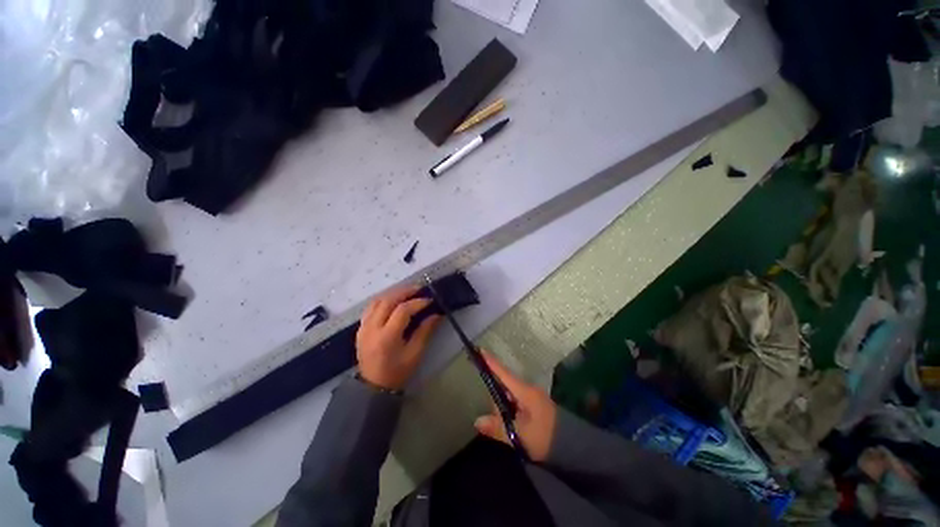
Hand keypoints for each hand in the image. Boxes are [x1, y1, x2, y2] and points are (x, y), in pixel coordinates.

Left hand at [356, 286, 440, 389]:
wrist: (373, 386)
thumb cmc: (397, 372)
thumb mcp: (415, 353)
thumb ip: (425, 331)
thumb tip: (437, 314)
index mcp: (387, 337)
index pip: (402, 311)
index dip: (417, 302)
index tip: (430, 300)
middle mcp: (372, 328)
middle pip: (387, 300)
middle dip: (405, 291)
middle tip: (419, 288)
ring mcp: (364, 327)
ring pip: (377, 300)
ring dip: (393, 293)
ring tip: (408, 291)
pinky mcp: (361, 327)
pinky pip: (371, 307)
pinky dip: (383, 299)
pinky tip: (393, 300)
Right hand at [474, 352, 556, 461]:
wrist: (573, 445)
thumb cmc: (545, 437)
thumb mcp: (520, 435)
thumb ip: (498, 427)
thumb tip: (477, 421)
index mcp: (524, 391)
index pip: (503, 373)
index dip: (491, 362)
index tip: (480, 349)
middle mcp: (527, 390)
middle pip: (504, 387)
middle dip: (497, 402)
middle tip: (498, 424)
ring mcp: (532, 397)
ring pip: (510, 397)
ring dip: (505, 411)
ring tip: (511, 432)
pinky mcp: (535, 405)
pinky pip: (517, 403)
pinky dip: (511, 413)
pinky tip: (514, 428)